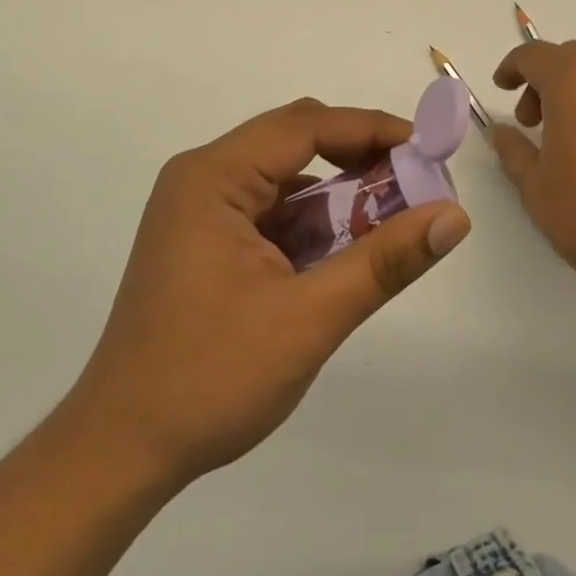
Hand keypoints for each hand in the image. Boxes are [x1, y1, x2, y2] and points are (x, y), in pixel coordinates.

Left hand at [66, 98, 470, 489]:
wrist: (121, 449)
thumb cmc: (209, 378)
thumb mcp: (309, 318)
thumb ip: (384, 261)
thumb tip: (454, 217)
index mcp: (213, 177)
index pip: (304, 125)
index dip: (371, 129)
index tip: (428, 148)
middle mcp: (202, 179)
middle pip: (293, 143)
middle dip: (358, 158)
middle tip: (417, 182)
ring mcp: (199, 211)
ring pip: (284, 179)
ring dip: (338, 194)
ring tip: (393, 217)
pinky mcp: (204, 242)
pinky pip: (269, 211)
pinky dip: (311, 223)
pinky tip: (345, 250)